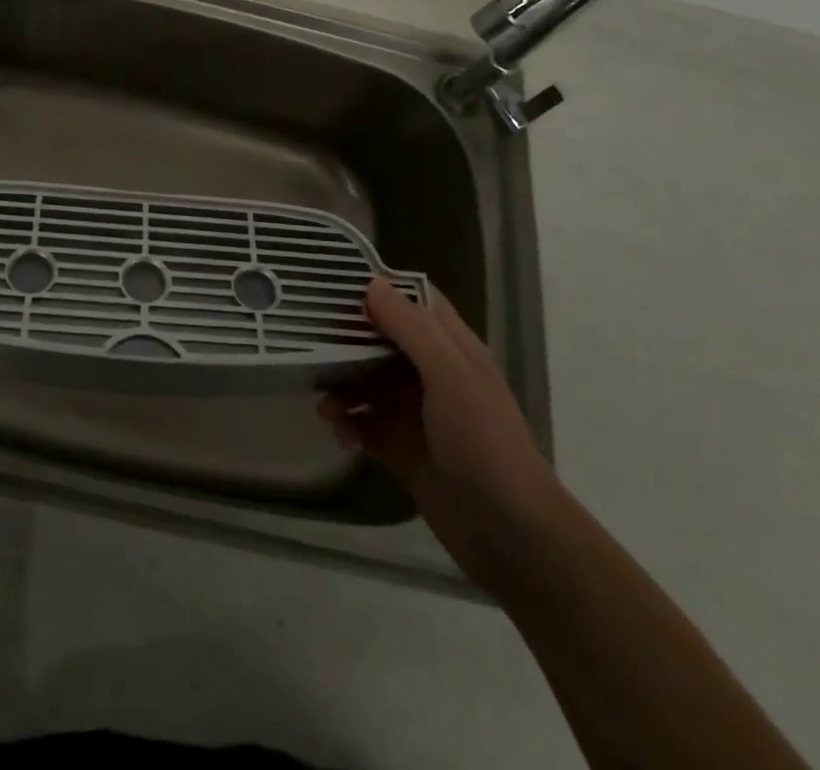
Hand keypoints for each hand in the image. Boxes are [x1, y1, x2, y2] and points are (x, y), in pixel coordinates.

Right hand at [320, 279, 565, 590]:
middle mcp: (433, 375)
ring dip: (343, 386)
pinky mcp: (403, 451)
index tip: (337, 285)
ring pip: (368, 384)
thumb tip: (372, 284)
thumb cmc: (483, 441)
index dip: (382, 289)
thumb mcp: (450, 374)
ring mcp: (417, 414)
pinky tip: (338, 431)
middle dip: (348, 339)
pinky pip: (365, 425)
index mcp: (452, 349)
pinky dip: (348, 424)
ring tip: (322, 400)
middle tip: (309, 339)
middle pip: (383, 341)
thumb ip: (411, 328)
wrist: (510, 534)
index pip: (415, 302)